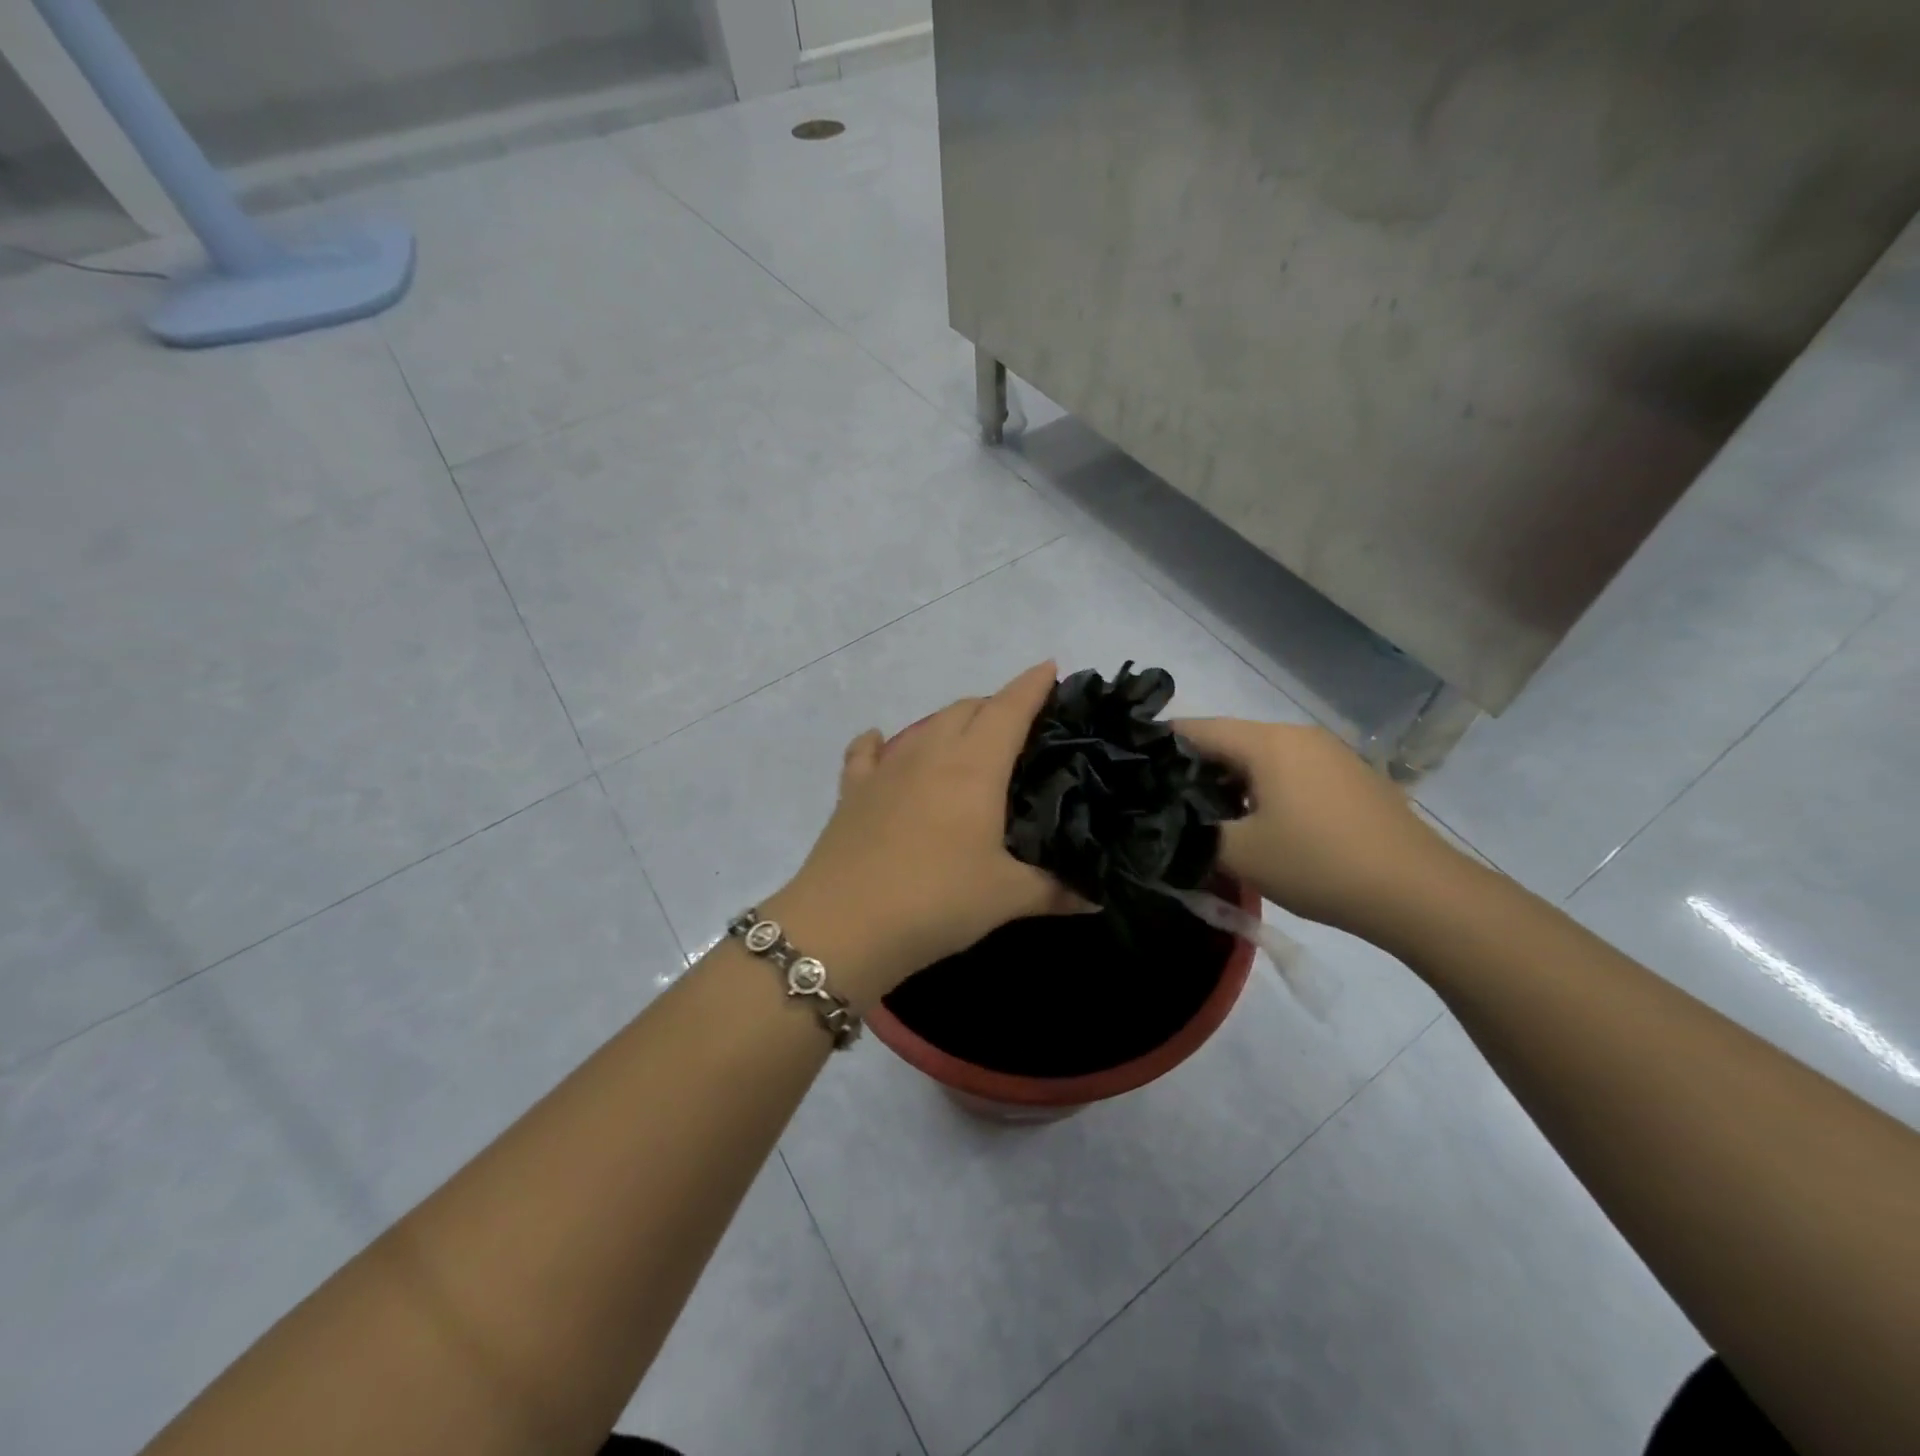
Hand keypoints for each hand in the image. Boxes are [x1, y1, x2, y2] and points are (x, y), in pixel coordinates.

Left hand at [774, 662, 1084, 1006]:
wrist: (844, 925)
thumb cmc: (937, 901)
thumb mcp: (1005, 898)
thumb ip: (1055, 892)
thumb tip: (1097, 897)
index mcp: (974, 768)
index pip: (1009, 709)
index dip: (1032, 686)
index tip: (1050, 668)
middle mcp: (930, 754)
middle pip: (966, 709)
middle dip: (995, 706)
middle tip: (1018, 726)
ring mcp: (886, 769)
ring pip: (924, 725)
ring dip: (950, 722)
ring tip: (967, 740)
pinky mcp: (853, 791)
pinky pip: (866, 753)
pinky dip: (878, 743)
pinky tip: (880, 743)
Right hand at [1174, 718, 1467, 942]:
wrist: (1420, 893)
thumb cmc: (1320, 864)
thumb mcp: (1241, 854)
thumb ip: (1193, 833)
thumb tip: (1167, 823)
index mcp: (1267, 741)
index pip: (1195, 729)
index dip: (1158, 747)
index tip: (1131, 770)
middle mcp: (1297, 735)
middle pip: (1229, 741)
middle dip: (1193, 769)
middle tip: (1164, 803)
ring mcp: (1329, 754)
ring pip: (1260, 758)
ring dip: (1230, 782)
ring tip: (1207, 818)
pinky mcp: (1350, 778)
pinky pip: (1290, 772)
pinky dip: (1264, 790)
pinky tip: (1259, 824)